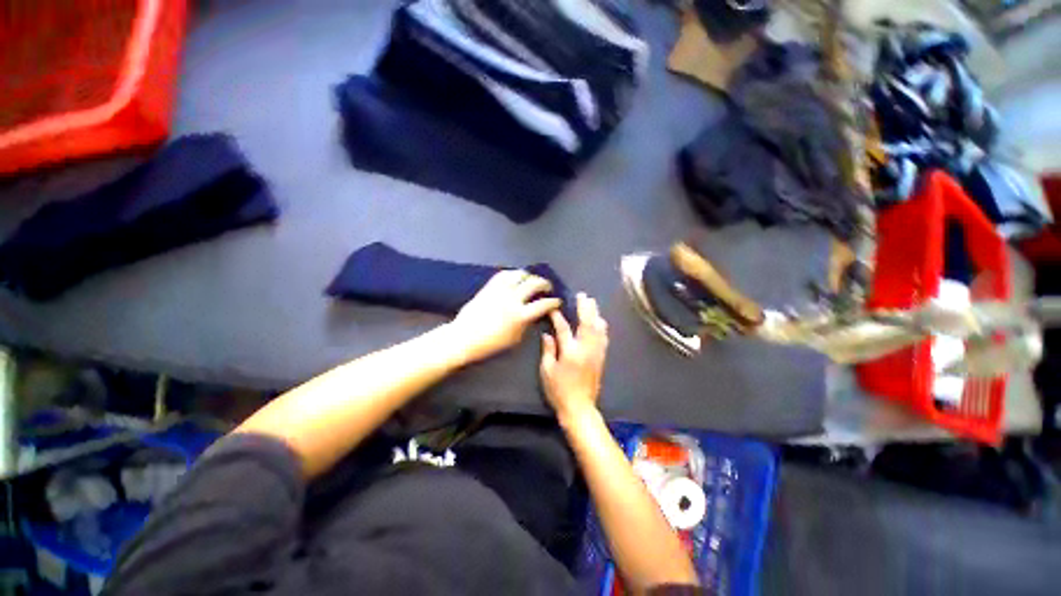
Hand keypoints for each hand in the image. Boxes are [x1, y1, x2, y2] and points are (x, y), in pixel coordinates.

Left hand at [450, 270, 561, 363]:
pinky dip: (512, 274)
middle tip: (547, 287)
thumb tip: (533, 315)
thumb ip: (526, 325)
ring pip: (519, 274)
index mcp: (521, 315)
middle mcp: (513, 299)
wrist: (464, 337)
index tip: (557, 301)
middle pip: (534, 283)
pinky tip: (515, 277)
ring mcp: (500, 290)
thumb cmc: (490, 343)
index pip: (543, 304)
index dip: (554, 302)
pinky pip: (503, 274)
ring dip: (529, 276)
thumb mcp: (515, 338)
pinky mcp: (489, 287)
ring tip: (531, 279)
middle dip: (545, 283)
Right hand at [540, 293, 608, 420]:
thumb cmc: (559, 390)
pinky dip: (602, 327)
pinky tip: (600, 321)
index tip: (554, 307)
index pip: (564, 328)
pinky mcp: (601, 358)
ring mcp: (596, 353)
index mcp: (570, 352)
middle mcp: (586, 349)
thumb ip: (548, 350)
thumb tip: (548, 334)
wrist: (579, 408)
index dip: (558, 316)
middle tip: (583, 295)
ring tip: (592, 303)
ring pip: (598, 329)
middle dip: (585, 308)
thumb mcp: (547, 371)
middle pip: (587, 323)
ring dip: (595, 314)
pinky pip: (604, 338)